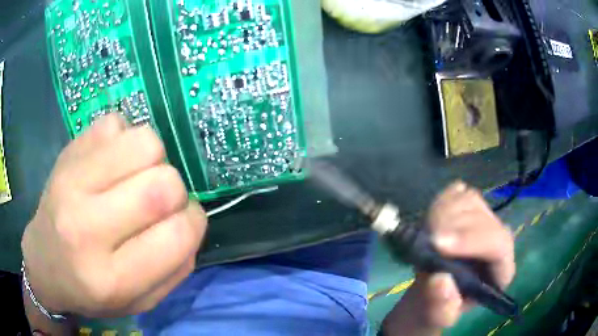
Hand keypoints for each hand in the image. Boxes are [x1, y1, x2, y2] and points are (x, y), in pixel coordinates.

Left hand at [21, 114, 206, 317]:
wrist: (44, 264)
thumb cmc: (92, 291)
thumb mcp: (139, 302)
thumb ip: (174, 269)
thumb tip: (189, 221)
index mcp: (111, 277)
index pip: (178, 234)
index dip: (194, 222)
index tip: (184, 222)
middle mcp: (86, 227)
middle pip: (163, 183)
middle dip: (175, 191)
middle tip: (157, 203)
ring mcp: (70, 180)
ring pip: (144, 142)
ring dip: (153, 159)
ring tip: (135, 177)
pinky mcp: (66, 151)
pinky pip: (116, 123)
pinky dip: (123, 140)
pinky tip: (110, 163)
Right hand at [382, 182, 514, 335]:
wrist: (435, 290)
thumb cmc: (440, 307)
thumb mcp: (438, 317)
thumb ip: (442, 306)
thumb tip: (440, 280)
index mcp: (500, 269)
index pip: (498, 244)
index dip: (472, 240)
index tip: (438, 244)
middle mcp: (497, 239)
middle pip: (482, 218)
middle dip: (452, 226)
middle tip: (424, 239)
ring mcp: (485, 218)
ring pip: (469, 201)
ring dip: (442, 214)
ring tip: (425, 236)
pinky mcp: (469, 207)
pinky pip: (455, 192)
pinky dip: (439, 203)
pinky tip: (430, 222)